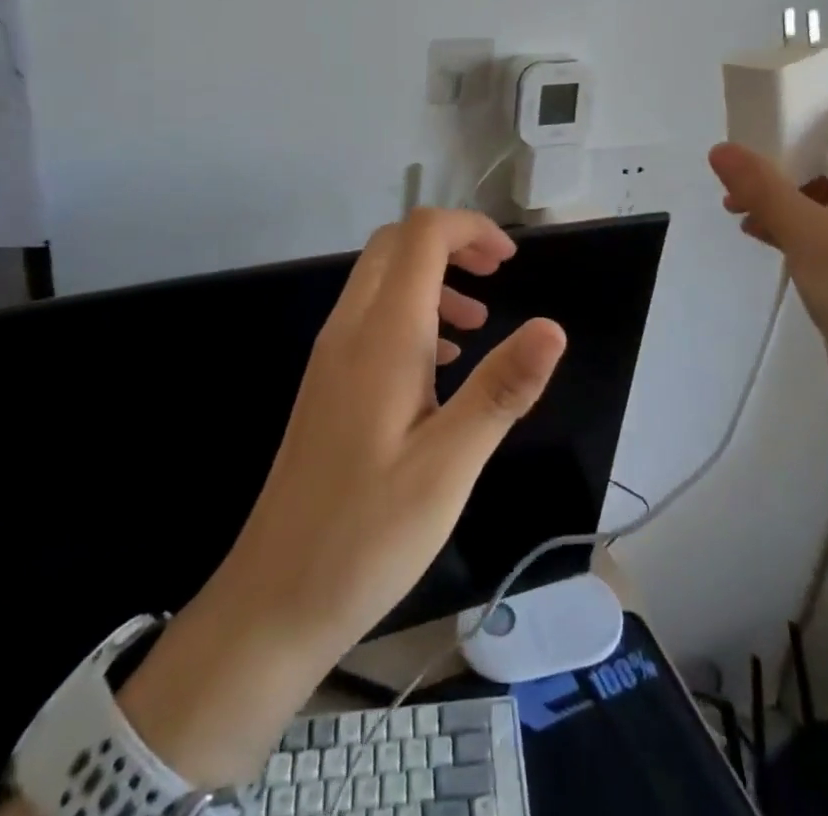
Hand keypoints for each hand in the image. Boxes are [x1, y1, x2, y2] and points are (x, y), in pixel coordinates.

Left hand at [115, 209, 566, 789]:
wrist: (274, 600)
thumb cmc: (368, 533)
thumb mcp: (450, 465)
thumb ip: (501, 388)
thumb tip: (554, 326)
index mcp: (383, 335)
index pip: (422, 235)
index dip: (470, 229)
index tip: (512, 261)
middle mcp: (350, 329)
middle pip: (396, 244)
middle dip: (451, 243)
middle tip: (498, 276)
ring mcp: (332, 356)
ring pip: (381, 278)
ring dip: (432, 278)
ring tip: (480, 323)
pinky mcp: (327, 384)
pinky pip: (371, 317)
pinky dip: (413, 313)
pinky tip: (442, 367)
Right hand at [708, 80, 827, 410]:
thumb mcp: (807, 232)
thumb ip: (763, 188)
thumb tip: (721, 149)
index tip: (785, 87)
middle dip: (788, 138)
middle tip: (745, 140)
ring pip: (819, 184)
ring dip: (779, 183)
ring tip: (734, 194)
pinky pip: (814, 219)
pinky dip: (784, 216)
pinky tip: (751, 228)